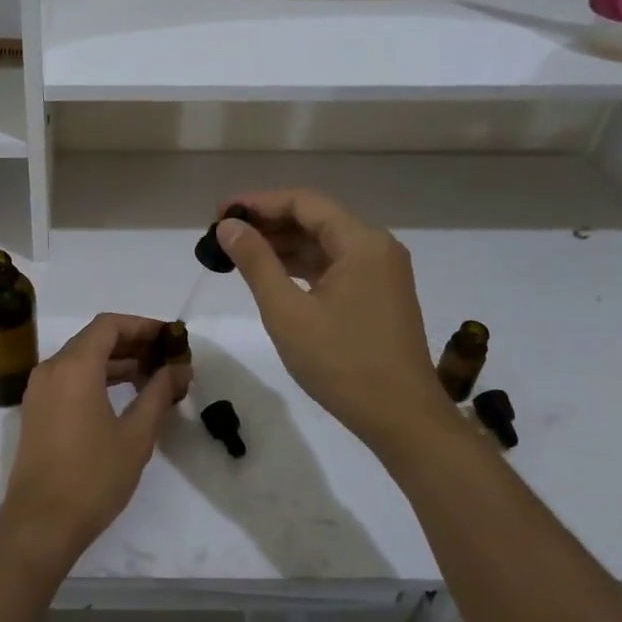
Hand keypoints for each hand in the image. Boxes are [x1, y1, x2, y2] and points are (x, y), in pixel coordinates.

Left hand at [0, 314, 191, 565]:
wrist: (40, 523)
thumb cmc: (93, 477)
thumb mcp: (136, 435)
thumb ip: (158, 394)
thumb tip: (180, 369)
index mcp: (74, 366)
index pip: (109, 325)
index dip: (142, 326)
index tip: (169, 338)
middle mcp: (52, 369)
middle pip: (94, 339)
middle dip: (132, 343)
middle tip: (166, 357)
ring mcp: (40, 390)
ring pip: (80, 359)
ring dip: (115, 361)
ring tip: (151, 376)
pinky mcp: (36, 410)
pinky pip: (69, 378)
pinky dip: (96, 377)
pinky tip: (123, 396)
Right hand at [217, 189, 451, 445]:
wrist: (402, 419)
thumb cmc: (342, 364)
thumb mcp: (287, 312)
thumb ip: (256, 262)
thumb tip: (228, 226)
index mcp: (361, 242)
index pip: (303, 202)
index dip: (258, 202)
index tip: (219, 214)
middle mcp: (375, 246)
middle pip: (315, 217)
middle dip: (268, 222)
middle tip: (223, 234)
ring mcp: (380, 271)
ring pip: (323, 242)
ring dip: (282, 244)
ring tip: (237, 253)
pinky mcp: (377, 293)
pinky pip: (333, 265)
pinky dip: (301, 265)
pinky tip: (270, 274)